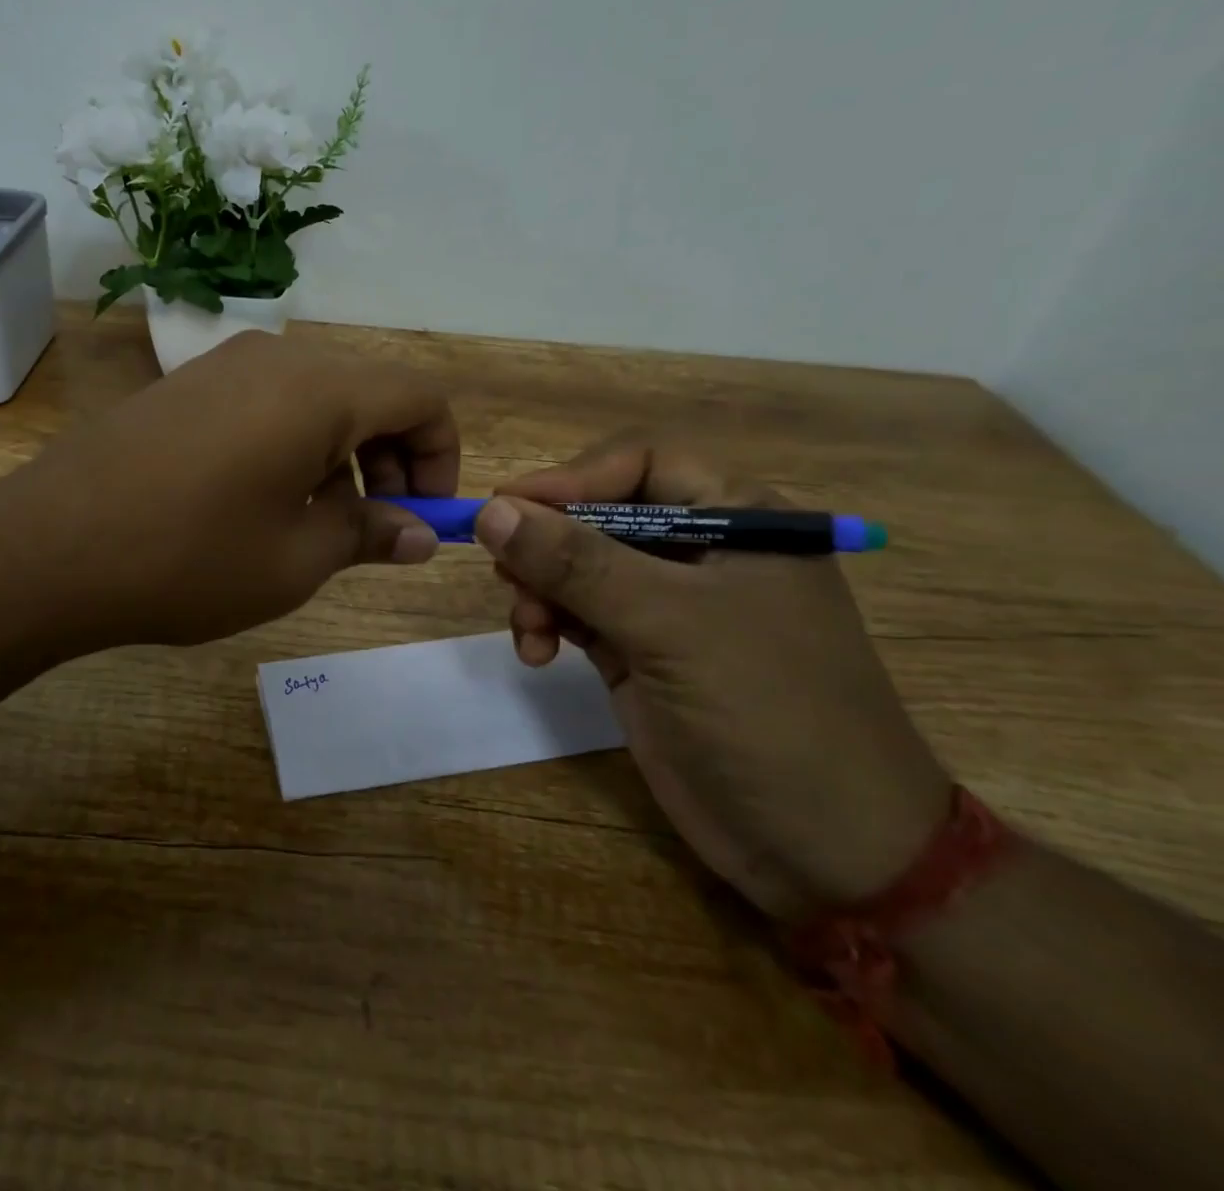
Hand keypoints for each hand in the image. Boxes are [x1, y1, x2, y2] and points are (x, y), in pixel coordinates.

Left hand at [0, 330, 458, 649]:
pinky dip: (293, 443)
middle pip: (370, 392)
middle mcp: (277, 357)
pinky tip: (260, 500)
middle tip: (375, 528)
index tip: (424, 516)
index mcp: (320, 389)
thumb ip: (369, 534)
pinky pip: (267, 401)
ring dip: (342, 454)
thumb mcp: (296, 559)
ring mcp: (223, 364)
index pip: (421, 396)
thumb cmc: (189, 558)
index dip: (441, 456)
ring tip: (316, 523)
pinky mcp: (186, 385)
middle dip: (392, 458)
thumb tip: (420, 534)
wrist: (48, 547)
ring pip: (318, 397)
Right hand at [477, 437, 950, 920]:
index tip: (507, 507)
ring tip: (528, 629)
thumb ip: (576, 563)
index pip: (640, 465)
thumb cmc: (768, 711)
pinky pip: (575, 613)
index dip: (571, 479)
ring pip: (576, 566)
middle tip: (505, 575)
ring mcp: (667, 606)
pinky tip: (535, 652)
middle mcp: (700, 552)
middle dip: (546, 544)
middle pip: (598, 515)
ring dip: (539, 588)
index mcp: (738, 519)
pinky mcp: (639, 651)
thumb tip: (491, 511)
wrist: (826, 851)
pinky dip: (546, 623)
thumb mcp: (670, 625)